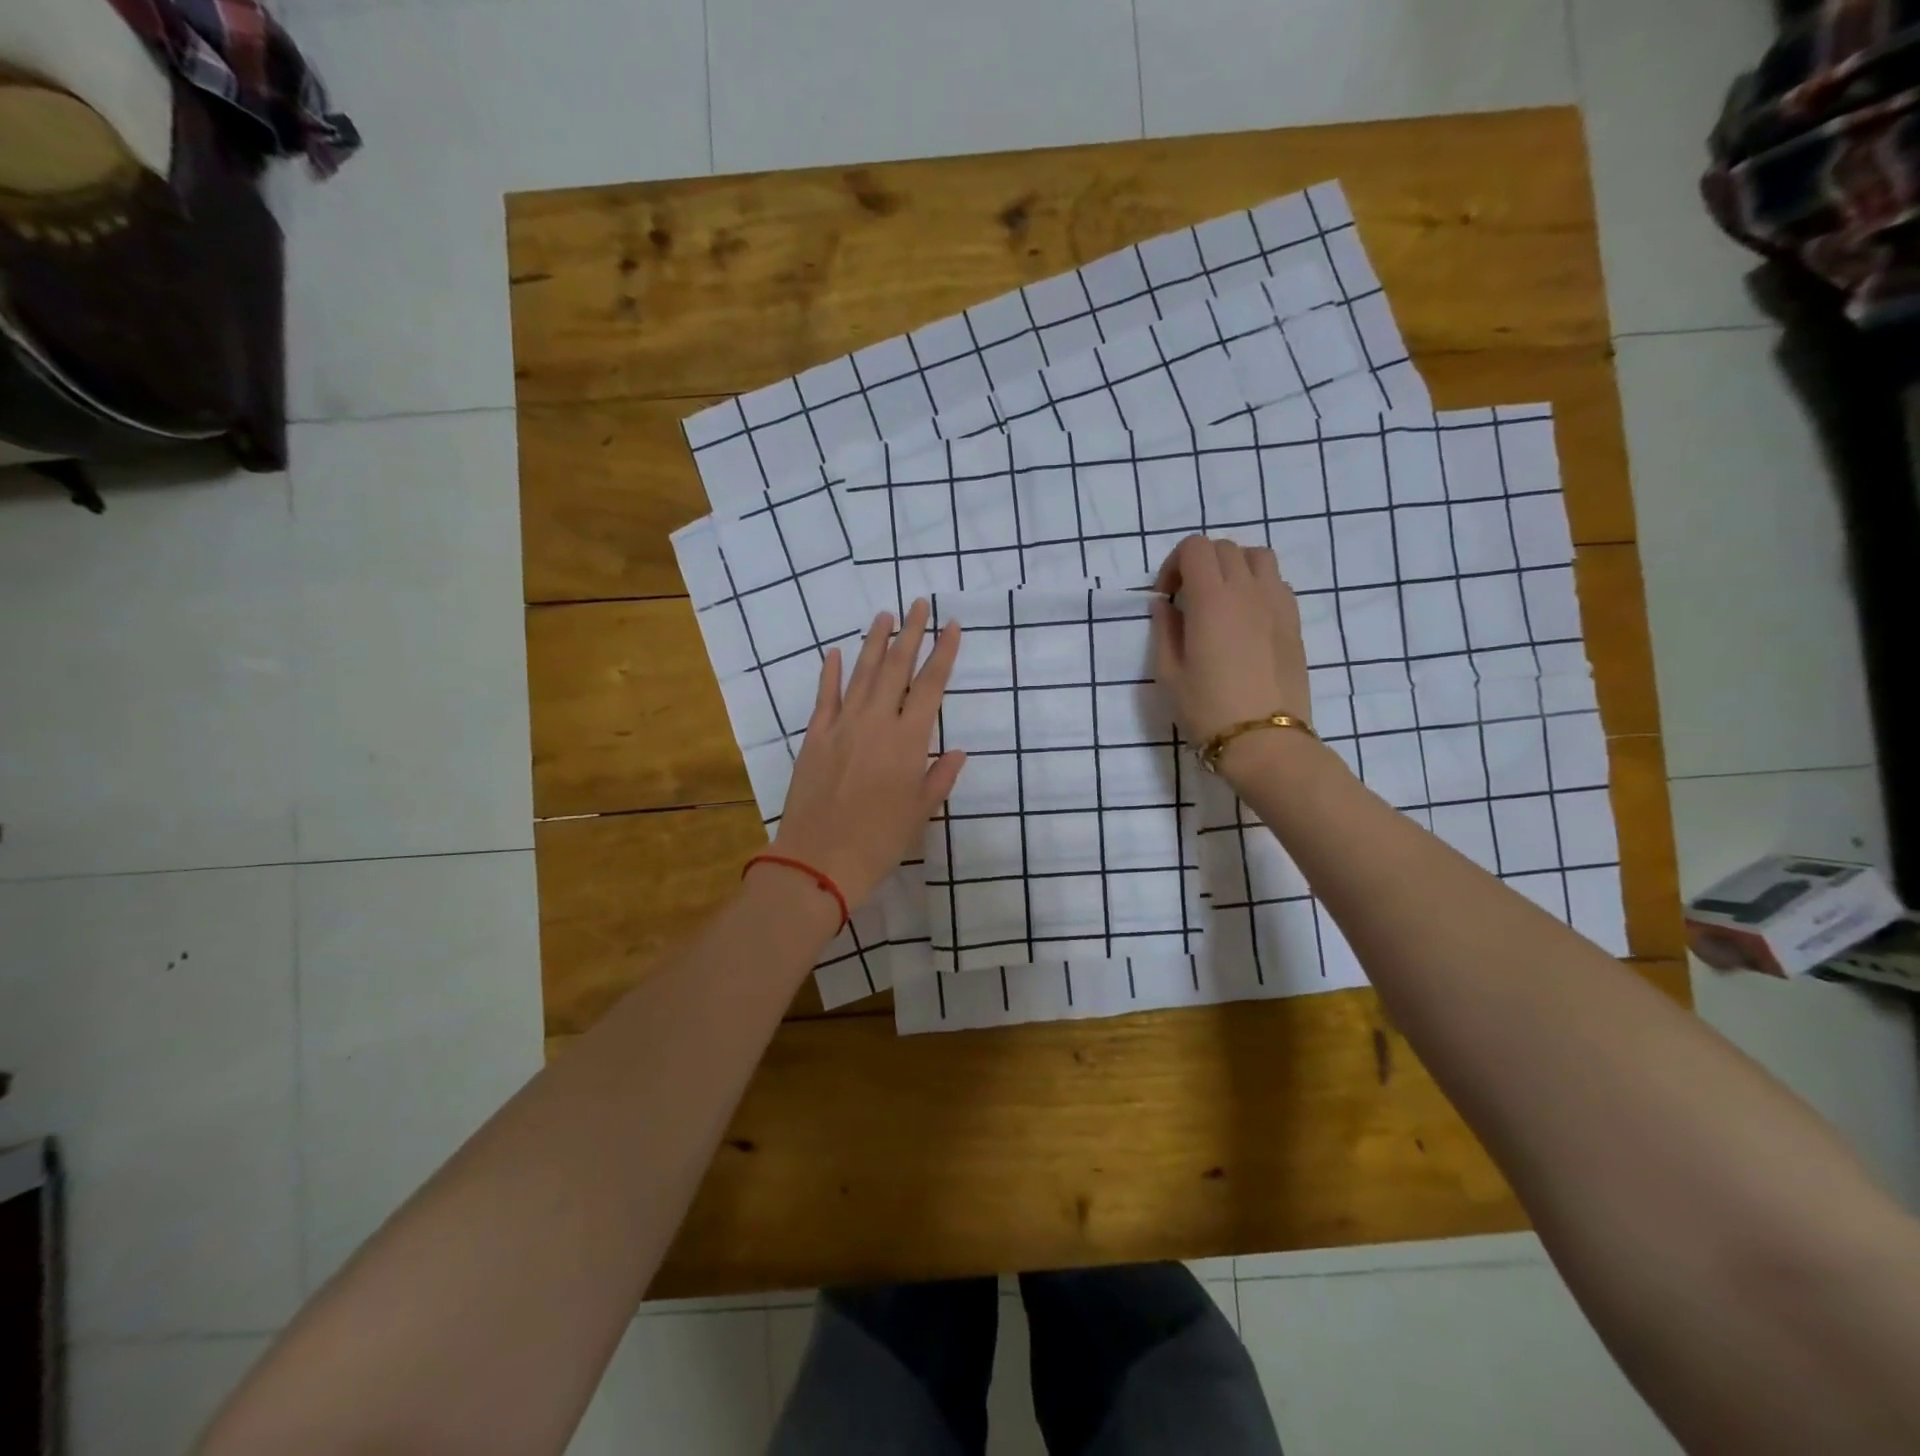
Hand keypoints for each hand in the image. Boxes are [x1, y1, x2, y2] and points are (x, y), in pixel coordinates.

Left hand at [768, 600, 966, 911]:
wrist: (820, 858)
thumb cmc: (880, 840)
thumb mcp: (921, 811)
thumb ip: (940, 777)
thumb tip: (958, 751)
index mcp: (909, 740)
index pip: (931, 686)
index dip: (943, 653)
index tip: (951, 626)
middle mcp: (877, 722)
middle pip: (896, 668)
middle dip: (910, 633)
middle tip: (918, 603)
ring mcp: (842, 725)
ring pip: (862, 673)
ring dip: (874, 642)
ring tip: (884, 615)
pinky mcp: (815, 736)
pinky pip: (825, 696)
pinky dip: (831, 673)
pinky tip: (836, 652)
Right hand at [1150, 534, 1311, 752]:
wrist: (1264, 741)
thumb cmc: (1208, 710)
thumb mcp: (1169, 674)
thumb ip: (1164, 630)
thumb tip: (1165, 605)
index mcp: (1211, 600)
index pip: (1195, 548)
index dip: (1174, 564)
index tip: (1167, 597)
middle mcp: (1247, 591)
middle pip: (1224, 548)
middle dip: (1200, 564)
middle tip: (1188, 599)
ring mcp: (1277, 603)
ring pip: (1257, 556)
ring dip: (1234, 567)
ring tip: (1221, 599)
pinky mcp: (1294, 621)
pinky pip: (1277, 582)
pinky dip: (1258, 585)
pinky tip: (1247, 618)